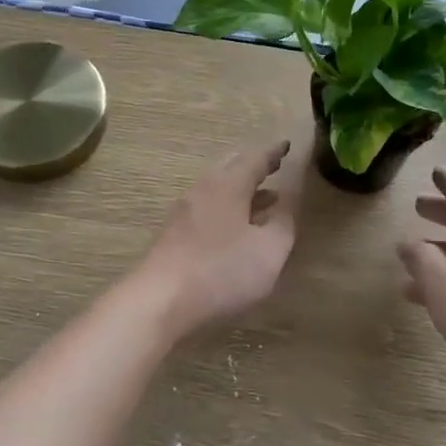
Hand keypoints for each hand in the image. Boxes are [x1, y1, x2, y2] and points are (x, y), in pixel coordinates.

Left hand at [140, 140, 303, 337]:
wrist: (159, 299)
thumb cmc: (221, 271)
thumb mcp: (269, 251)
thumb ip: (283, 223)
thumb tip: (287, 201)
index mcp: (228, 185)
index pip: (255, 158)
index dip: (273, 153)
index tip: (286, 145)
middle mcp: (203, 189)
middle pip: (230, 167)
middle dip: (254, 166)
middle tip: (273, 166)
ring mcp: (184, 212)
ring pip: (217, 189)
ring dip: (242, 190)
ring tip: (265, 198)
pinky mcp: (173, 234)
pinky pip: (207, 208)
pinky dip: (228, 208)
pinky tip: (236, 227)